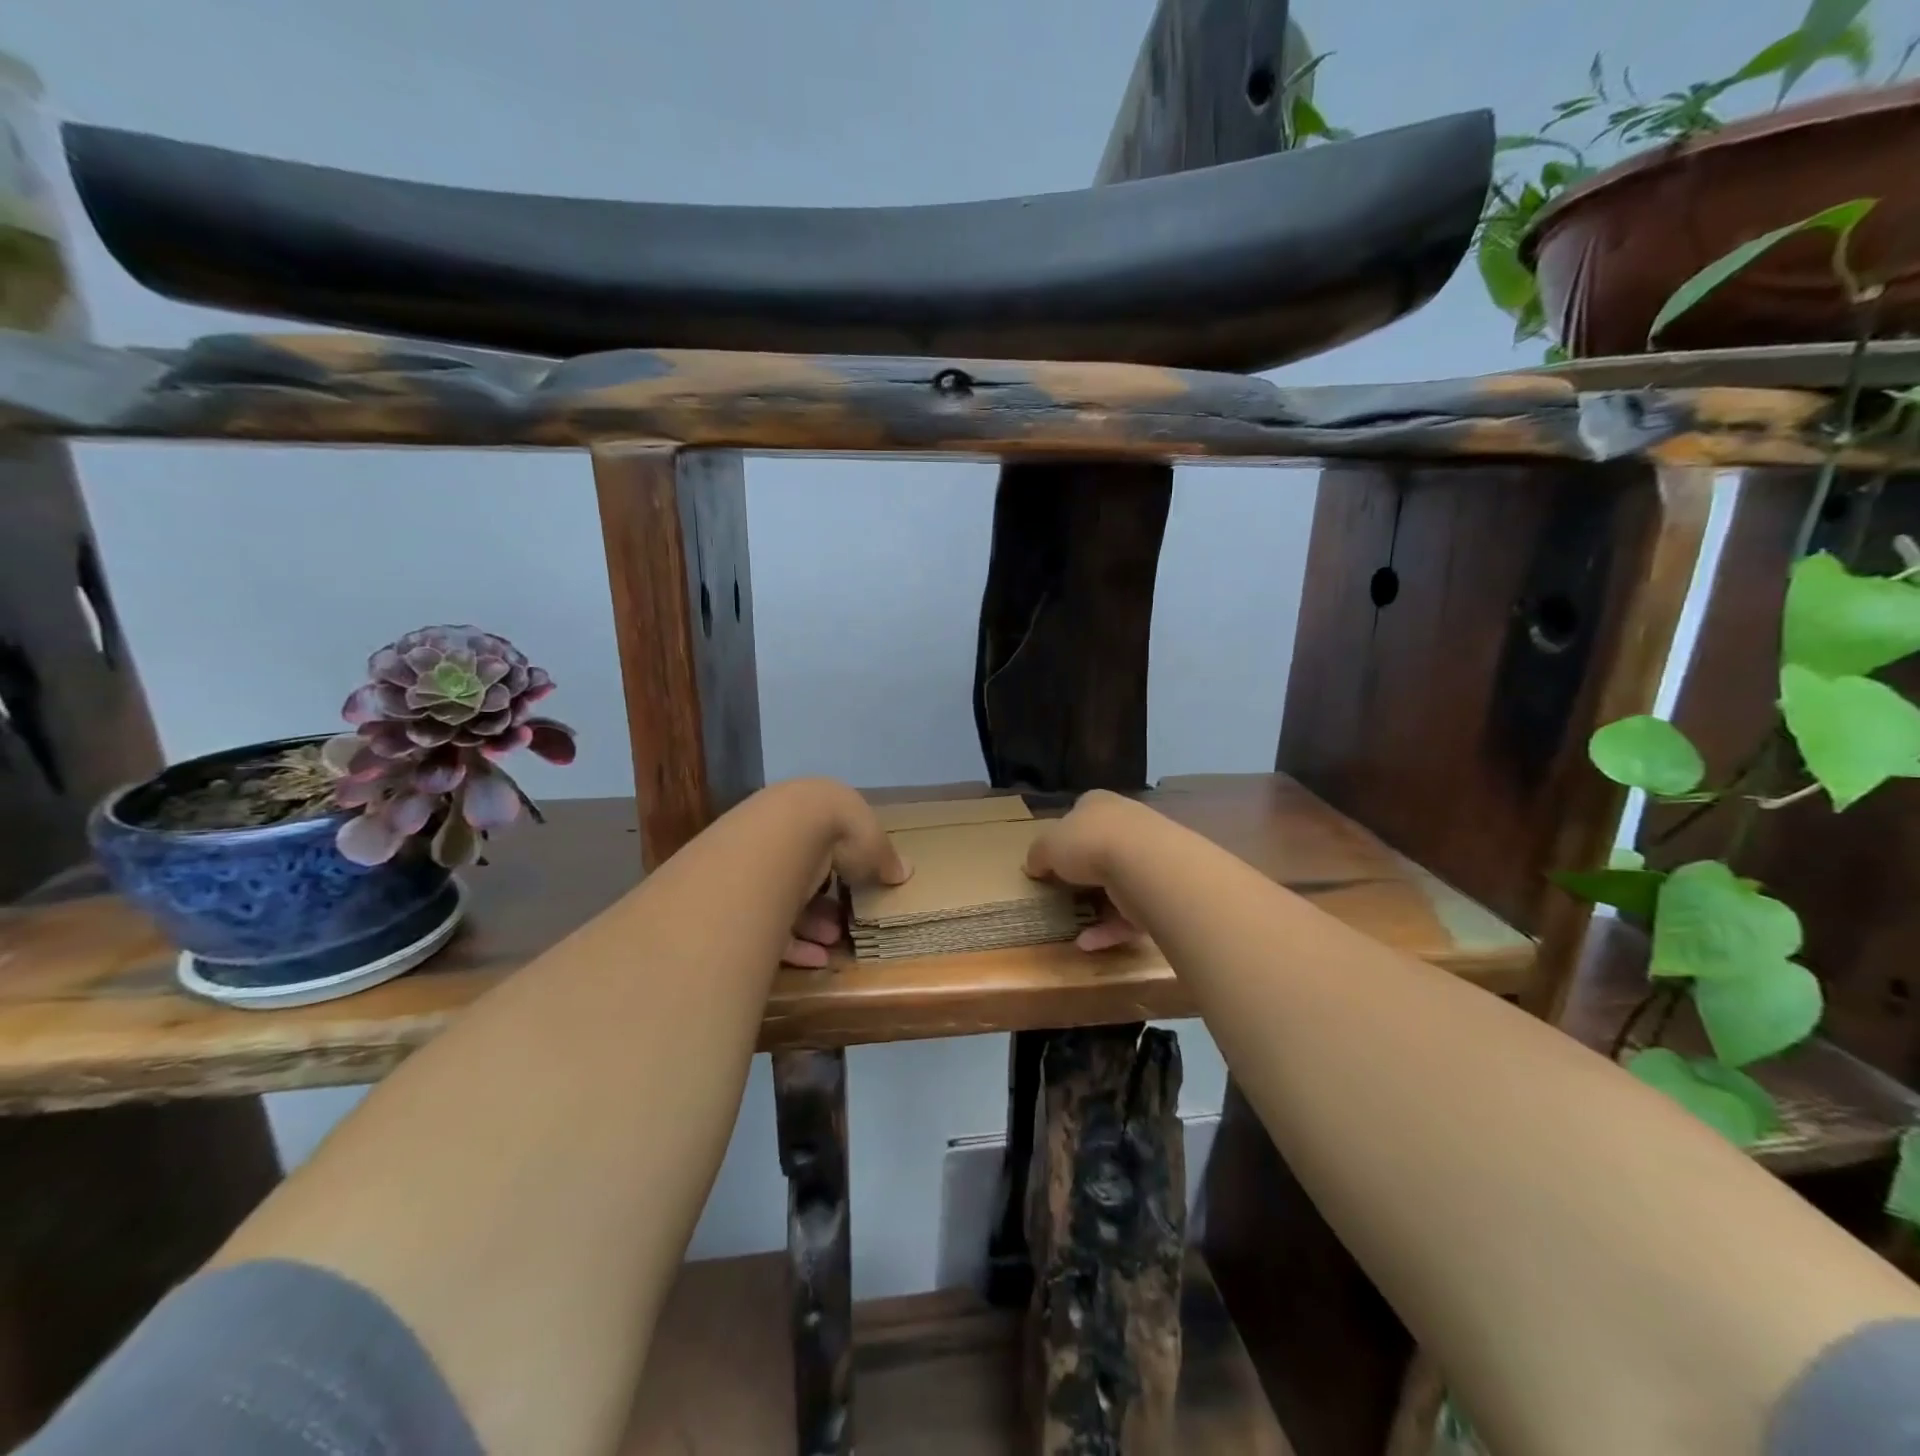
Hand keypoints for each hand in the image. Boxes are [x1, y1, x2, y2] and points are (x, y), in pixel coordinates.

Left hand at [774, 779, 912, 967]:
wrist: (784, 834)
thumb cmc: (838, 831)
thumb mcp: (874, 845)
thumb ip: (887, 860)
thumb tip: (905, 871)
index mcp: (815, 812)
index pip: (831, 842)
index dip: (847, 869)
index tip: (861, 891)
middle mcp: (783, 833)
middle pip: (807, 873)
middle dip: (827, 903)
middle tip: (844, 924)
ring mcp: (758, 863)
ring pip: (786, 899)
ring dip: (813, 924)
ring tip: (833, 943)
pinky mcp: (741, 896)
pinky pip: (768, 922)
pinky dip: (793, 943)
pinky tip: (816, 959)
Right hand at [1024, 789, 1147, 951]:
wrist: (1146, 865)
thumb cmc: (1090, 843)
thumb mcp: (1047, 845)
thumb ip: (1038, 855)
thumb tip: (1033, 866)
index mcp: (1099, 805)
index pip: (1081, 813)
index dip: (1065, 834)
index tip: (1051, 857)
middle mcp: (1128, 825)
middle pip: (1102, 847)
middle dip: (1085, 869)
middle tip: (1062, 889)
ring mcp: (1149, 859)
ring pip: (1119, 882)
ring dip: (1098, 904)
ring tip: (1073, 920)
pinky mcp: (1161, 892)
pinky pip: (1130, 913)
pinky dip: (1108, 929)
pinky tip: (1086, 942)